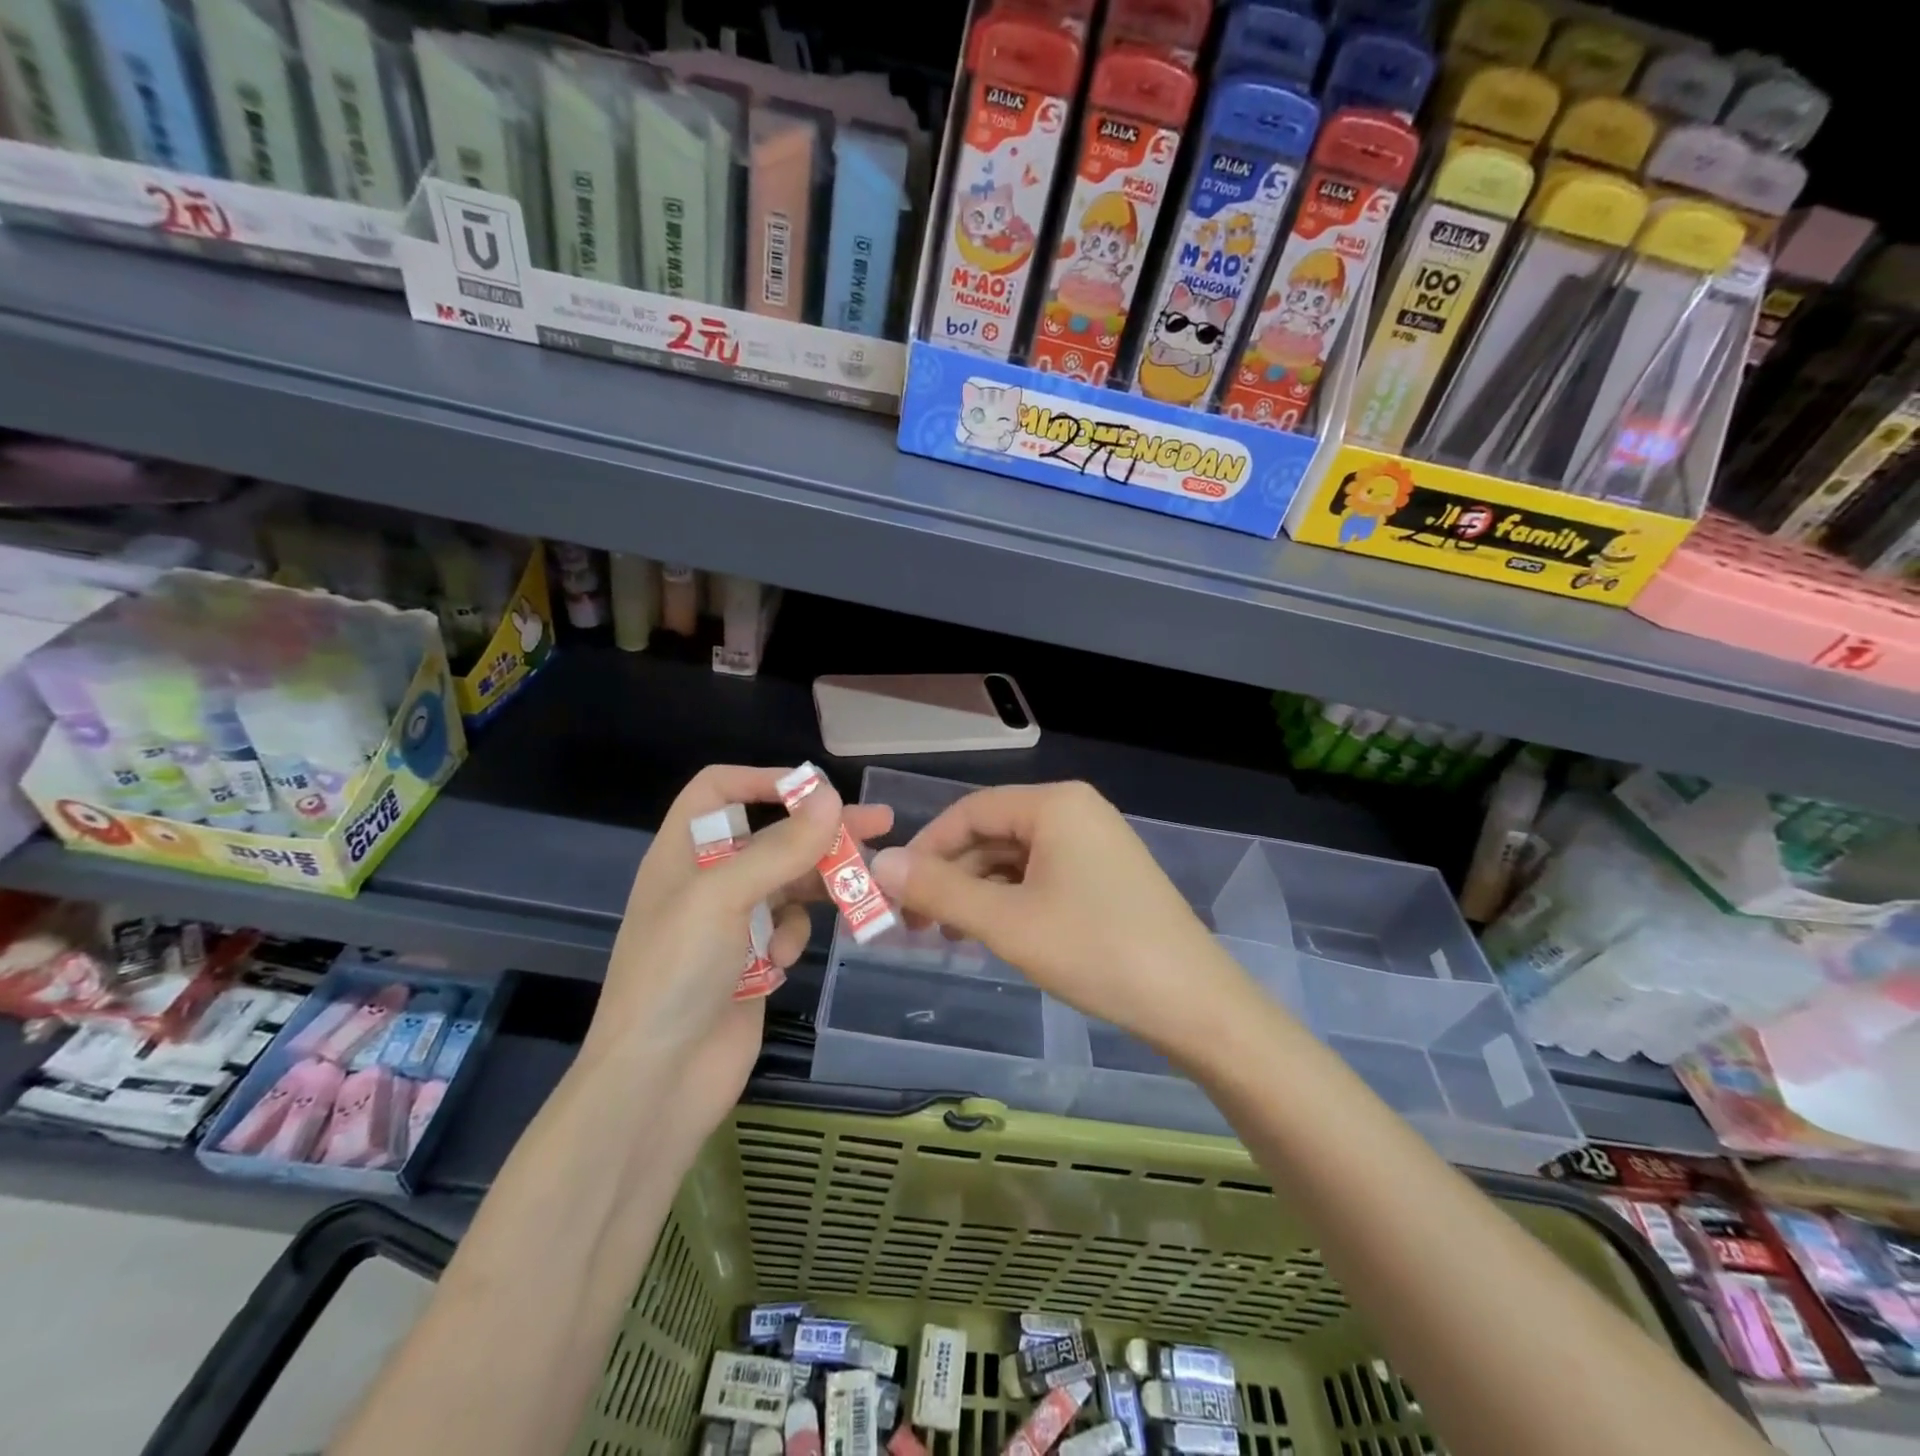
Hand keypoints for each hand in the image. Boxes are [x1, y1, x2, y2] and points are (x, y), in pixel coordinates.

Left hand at [583, 766, 892, 1143]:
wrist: (657, 1082)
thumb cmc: (676, 974)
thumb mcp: (724, 898)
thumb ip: (780, 847)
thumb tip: (831, 796)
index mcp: (683, 853)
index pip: (717, 791)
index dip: (761, 780)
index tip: (813, 790)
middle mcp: (707, 882)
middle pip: (770, 836)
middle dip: (820, 831)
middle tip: (881, 825)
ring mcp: (731, 924)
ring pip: (789, 883)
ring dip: (819, 886)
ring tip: (862, 890)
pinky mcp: (752, 961)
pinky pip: (788, 928)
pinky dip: (795, 936)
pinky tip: (783, 961)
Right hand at [870, 781, 1252, 1061]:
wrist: (1193, 1002)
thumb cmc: (1095, 950)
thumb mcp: (1007, 922)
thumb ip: (940, 890)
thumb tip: (878, 864)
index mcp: (1054, 804)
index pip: (970, 811)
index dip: (926, 848)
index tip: (894, 890)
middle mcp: (1075, 811)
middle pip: (993, 833)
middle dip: (950, 875)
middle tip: (914, 922)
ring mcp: (1095, 843)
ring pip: (1015, 859)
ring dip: (977, 892)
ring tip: (946, 935)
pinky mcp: (1105, 876)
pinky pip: (1042, 876)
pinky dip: (1009, 901)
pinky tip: (990, 934)